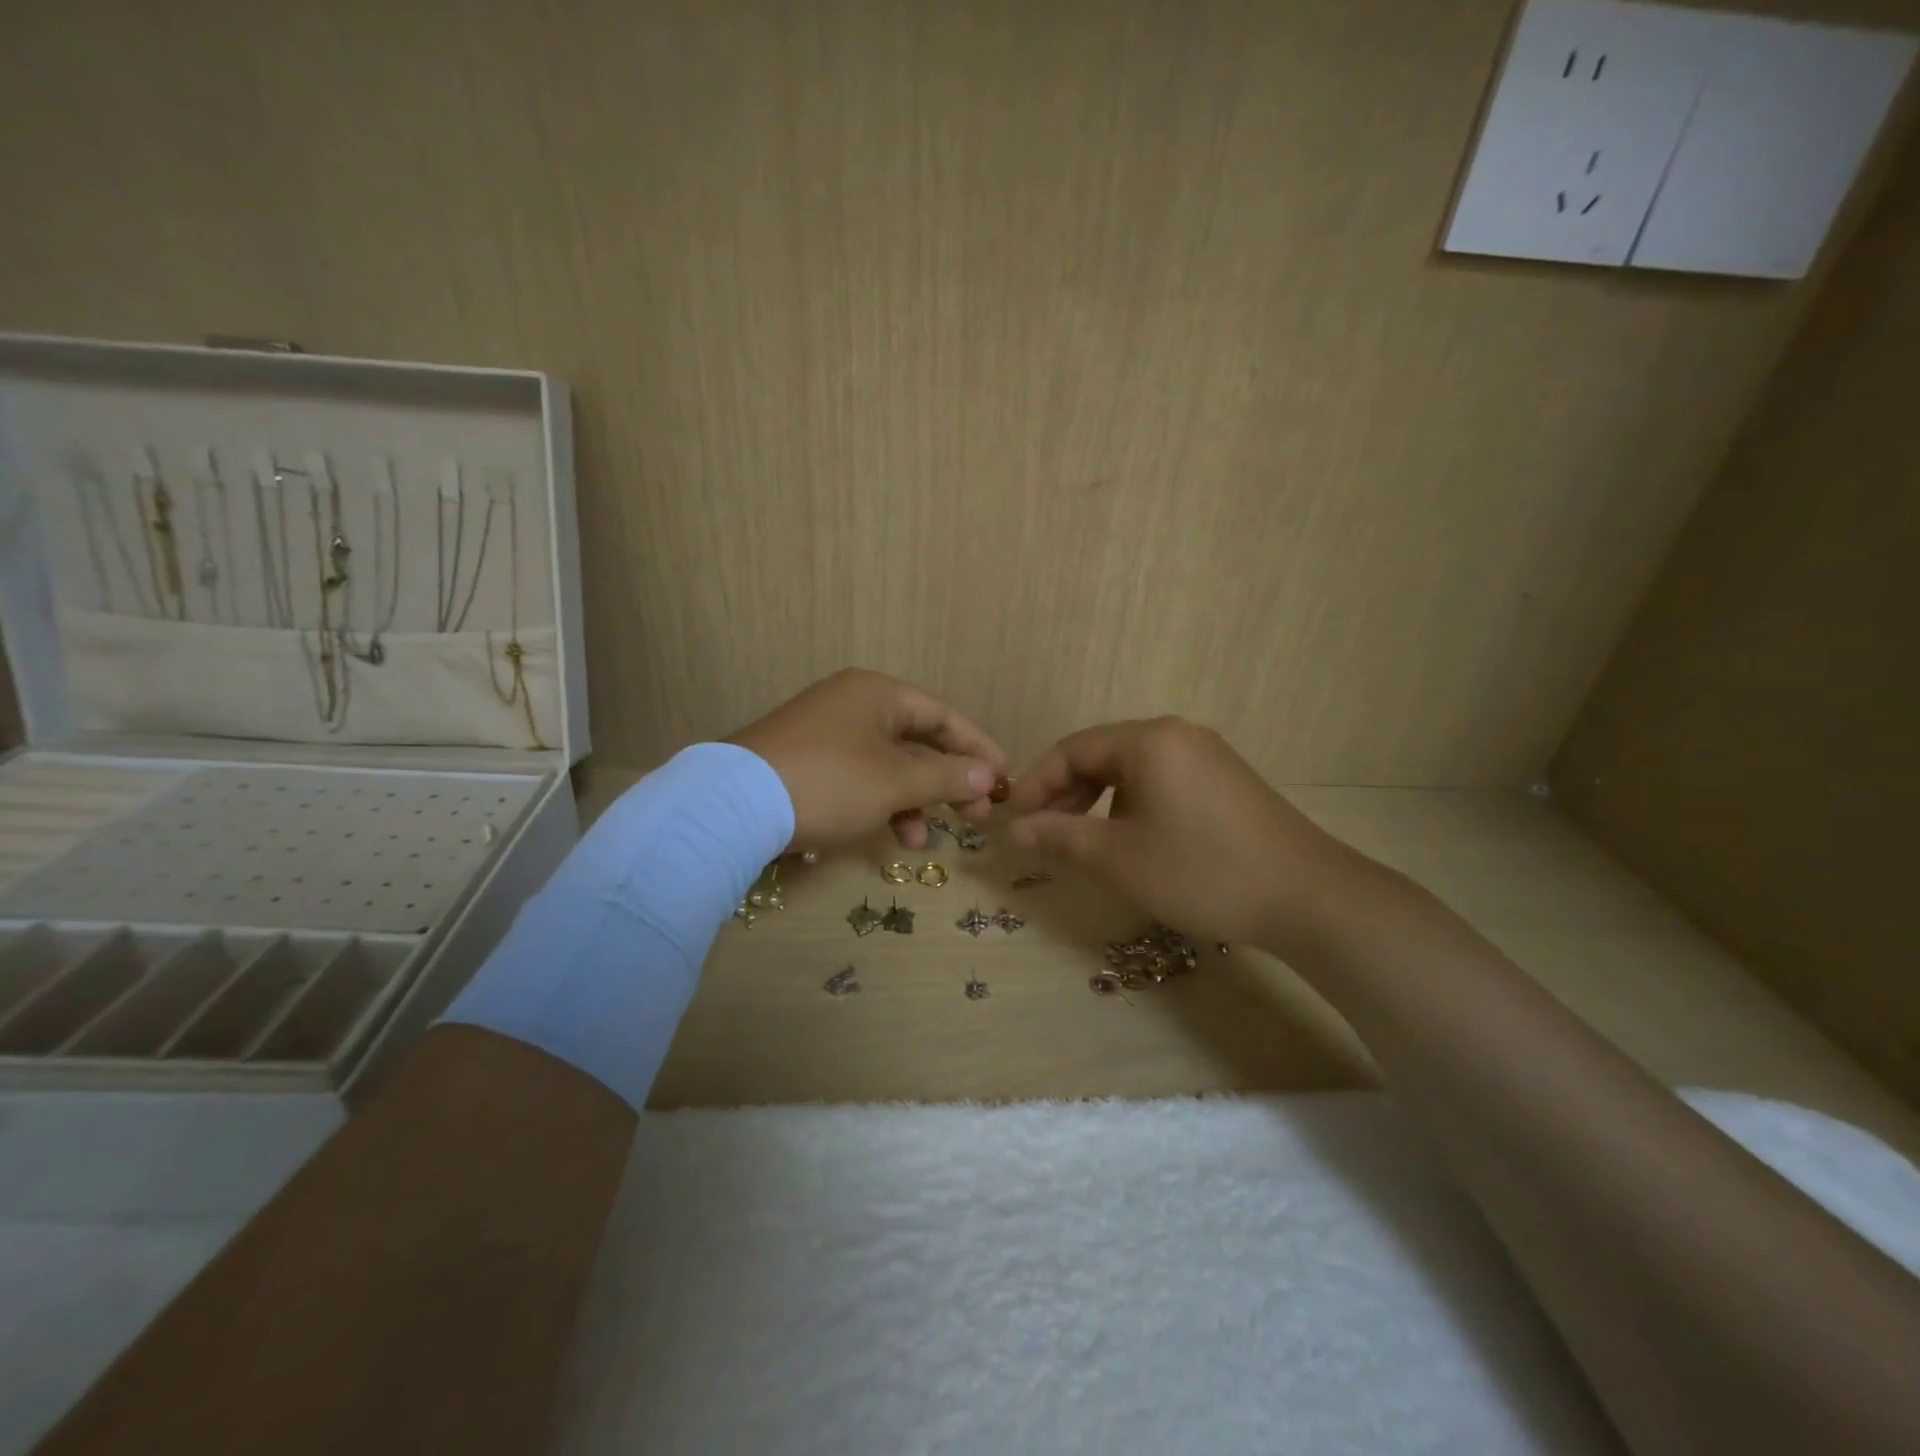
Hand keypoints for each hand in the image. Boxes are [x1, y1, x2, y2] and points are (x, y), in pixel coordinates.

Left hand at [730, 669, 1006, 850]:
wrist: (733, 806)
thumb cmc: (830, 782)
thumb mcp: (896, 782)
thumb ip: (948, 777)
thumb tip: (990, 777)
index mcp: (878, 693)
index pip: (943, 715)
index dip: (978, 748)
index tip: (1005, 780)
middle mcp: (852, 703)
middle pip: (917, 741)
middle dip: (947, 781)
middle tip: (976, 816)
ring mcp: (825, 732)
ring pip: (887, 764)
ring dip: (912, 801)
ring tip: (922, 839)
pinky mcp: (805, 762)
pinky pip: (858, 777)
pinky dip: (878, 803)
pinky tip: (887, 835)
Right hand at [1005, 717, 1353, 949]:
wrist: (1308, 897)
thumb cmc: (1201, 871)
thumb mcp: (1118, 859)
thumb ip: (1059, 838)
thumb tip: (1015, 830)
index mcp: (1148, 740)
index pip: (1071, 750)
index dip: (1036, 784)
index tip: (1013, 820)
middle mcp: (1176, 734)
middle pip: (1101, 754)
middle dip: (1065, 793)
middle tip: (1043, 833)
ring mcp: (1206, 755)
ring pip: (1132, 769)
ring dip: (1098, 800)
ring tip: (1083, 840)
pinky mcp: (1226, 779)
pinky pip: (1162, 780)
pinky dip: (1132, 804)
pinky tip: (1132, 839)